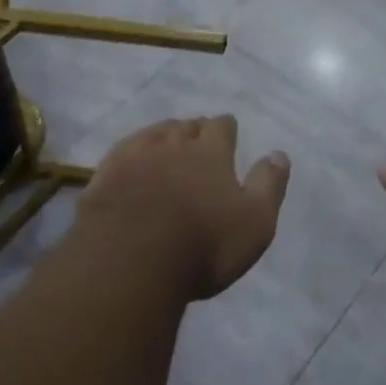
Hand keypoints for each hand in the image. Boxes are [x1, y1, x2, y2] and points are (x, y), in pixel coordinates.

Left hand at [77, 116, 290, 300]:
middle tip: (198, 137)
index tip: (228, 129)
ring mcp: (135, 156)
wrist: (130, 258)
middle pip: (186, 126)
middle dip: (194, 129)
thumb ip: (268, 185)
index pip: (221, 127)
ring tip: (167, 142)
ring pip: (154, 133)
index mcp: (211, 153)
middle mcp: (173, 144)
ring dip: (164, 135)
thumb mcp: (254, 222)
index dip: (226, 128)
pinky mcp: (106, 173)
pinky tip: (132, 157)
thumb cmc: (203, 244)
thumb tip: (279, 154)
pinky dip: (133, 150)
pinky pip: (124, 150)